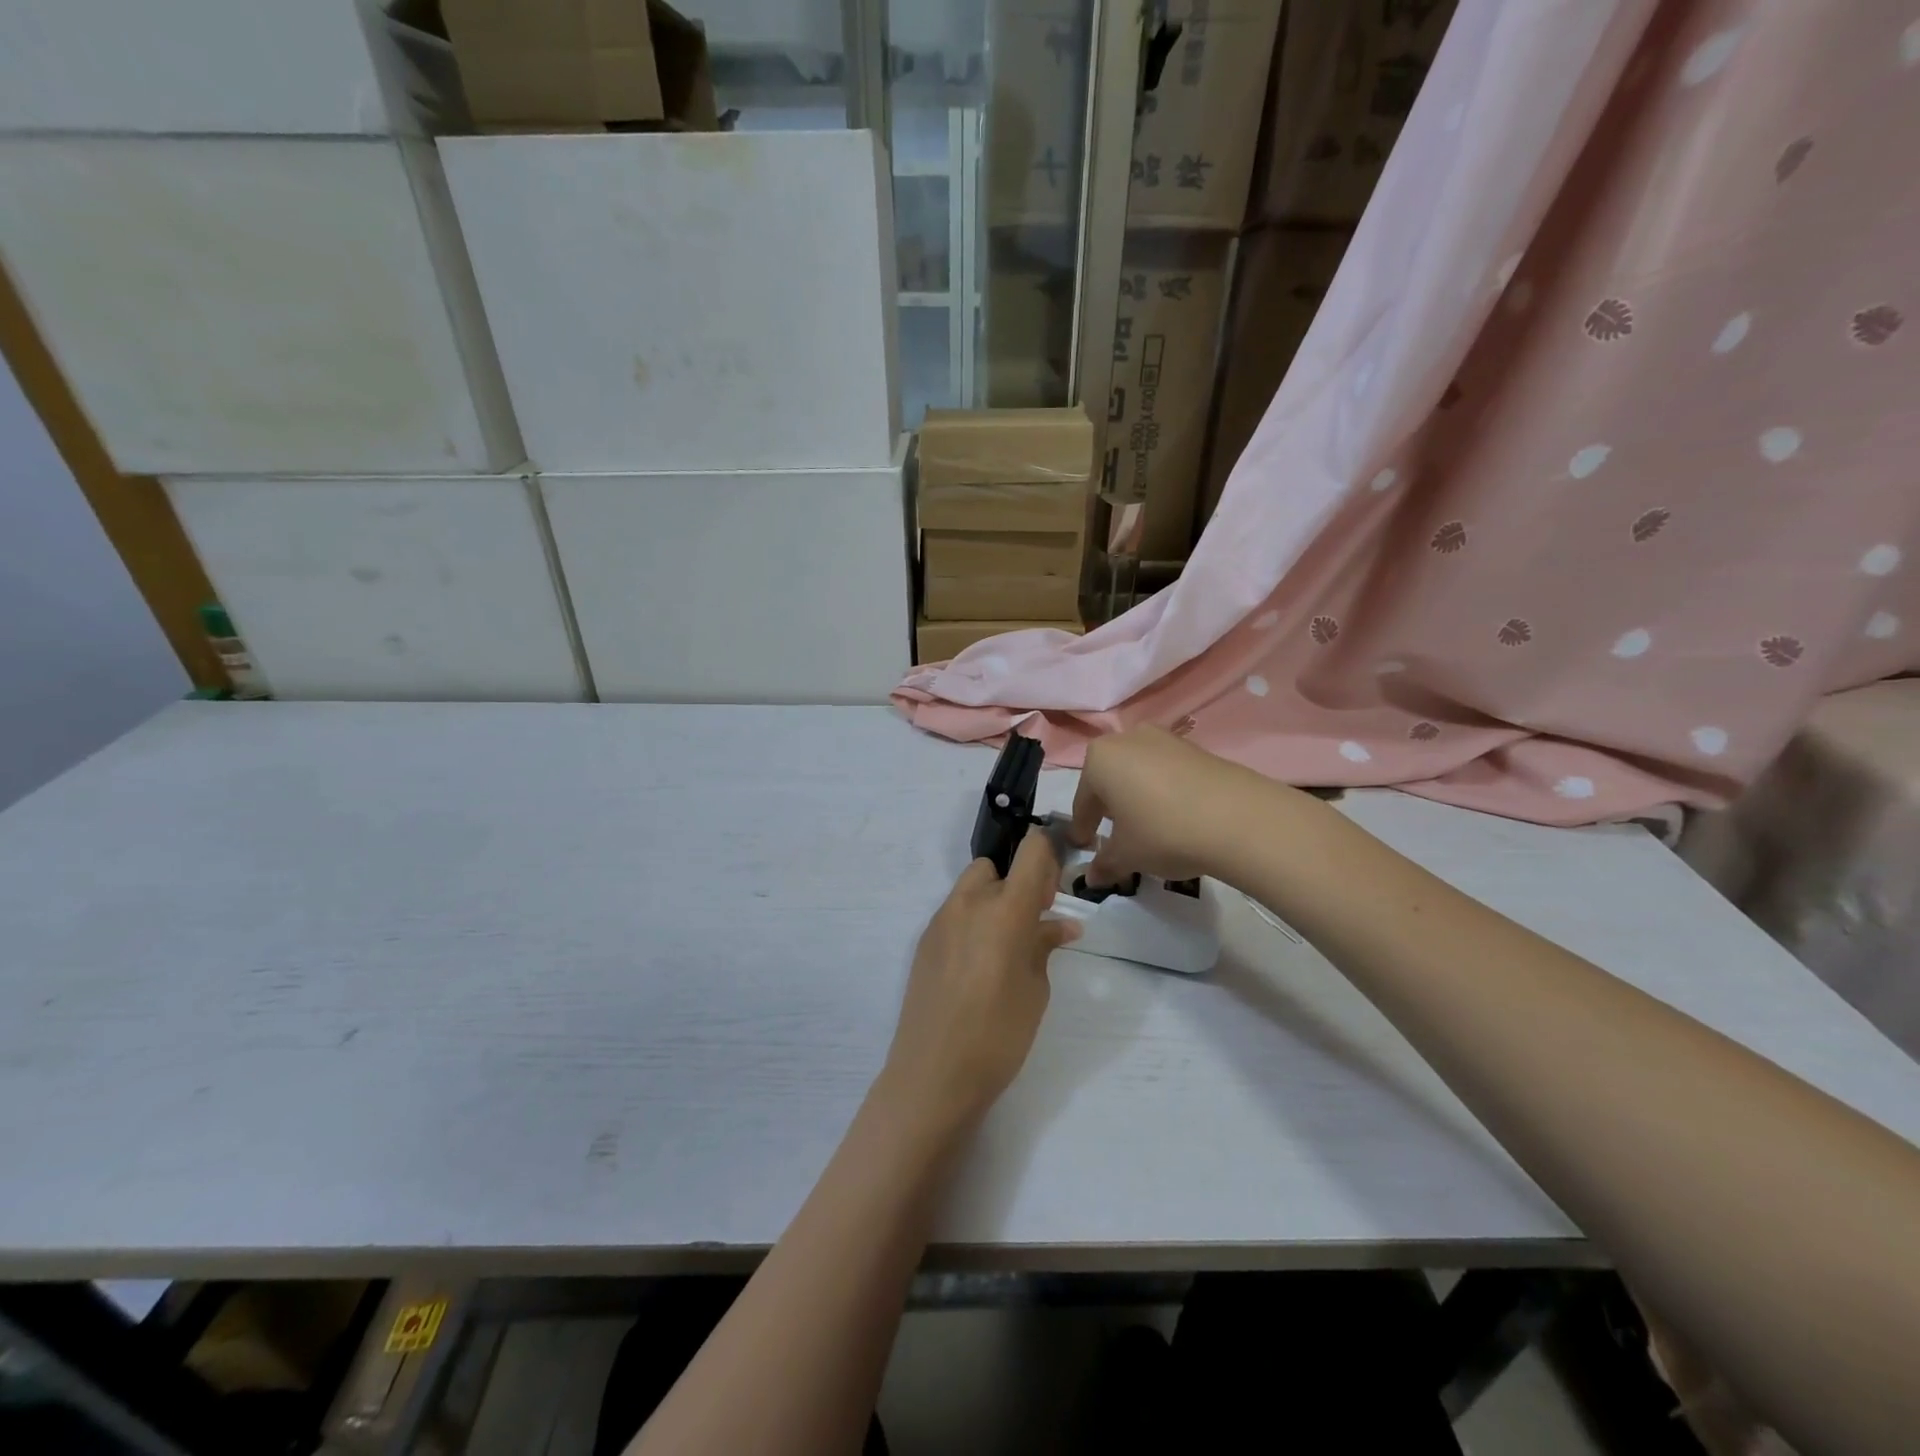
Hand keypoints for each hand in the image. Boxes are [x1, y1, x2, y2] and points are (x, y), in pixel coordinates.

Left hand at [880, 833, 1078, 1130]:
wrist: (933, 1074)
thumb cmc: (999, 1034)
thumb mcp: (1035, 989)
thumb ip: (1044, 946)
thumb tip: (1060, 924)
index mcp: (1005, 908)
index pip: (1031, 850)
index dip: (1048, 855)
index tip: (1054, 890)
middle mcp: (969, 902)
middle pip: (996, 867)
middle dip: (1016, 884)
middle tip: (1031, 925)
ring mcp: (940, 920)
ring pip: (971, 889)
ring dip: (991, 902)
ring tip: (1005, 949)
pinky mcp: (923, 942)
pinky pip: (954, 914)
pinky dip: (971, 923)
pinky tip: (978, 966)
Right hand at [1071, 726, 1276, 886]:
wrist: (1239, 818)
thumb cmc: (1163, 832)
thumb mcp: (1127, 855)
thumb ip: (1105, 864)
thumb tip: (1092, 878)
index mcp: (1099, 759)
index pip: (1083, 800)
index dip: (1083, 827)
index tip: (1084, 846)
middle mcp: (1127, 739)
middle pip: (1110, 779)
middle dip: (1110, 807)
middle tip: (1114, 834)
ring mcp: (1164, 739)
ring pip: (1139, 772)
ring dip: (1137, 797)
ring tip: (1148, 826)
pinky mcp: (1196, 748)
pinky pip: (1167, 772)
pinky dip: (1164, 792)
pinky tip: (1176, 816)